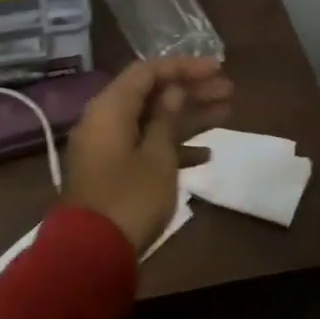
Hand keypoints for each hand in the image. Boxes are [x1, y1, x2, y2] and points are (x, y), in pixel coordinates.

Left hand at [63, 58, 232, 252]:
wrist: (91, 252)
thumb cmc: (129, 198)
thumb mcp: (157, 157)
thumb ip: (166, 119)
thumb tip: (172, 91)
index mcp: (110, 108)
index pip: (147, 71)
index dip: (183, 66)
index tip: (218, 68)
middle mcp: (105, 120)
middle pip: (150, 95)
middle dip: (190, 91)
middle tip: (229, 90)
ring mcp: (107, 147)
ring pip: (151, 121)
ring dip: (186, 116)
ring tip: (228, 112)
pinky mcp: (113, 171)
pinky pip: (144, 146)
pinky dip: (171, 147)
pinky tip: (206, 154)